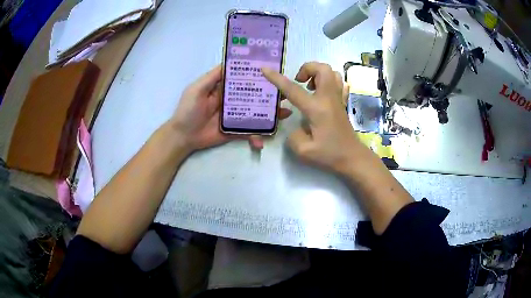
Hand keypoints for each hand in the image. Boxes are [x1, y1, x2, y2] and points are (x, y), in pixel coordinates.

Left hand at [169, 65, 291, 152]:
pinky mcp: (235, 131)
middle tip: (286, 94)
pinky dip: (256, 136)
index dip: (258, 75)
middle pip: (254, 95)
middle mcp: (232, 100)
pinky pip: (249, 132)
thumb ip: (213, 77)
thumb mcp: (197, 89)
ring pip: (256, 113)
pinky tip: (261, 141)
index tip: (275, 72)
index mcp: (224, 88)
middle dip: (270, 94)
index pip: (244, 78)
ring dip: (270, 114)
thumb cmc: (188, 110)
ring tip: (285, 114)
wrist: (182, 136)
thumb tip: (231, 62)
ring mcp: (235, 116)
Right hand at [262, 62, 367, 174]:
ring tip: (310, 87)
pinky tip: (322, 93)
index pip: (293, 89)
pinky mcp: (342, 103)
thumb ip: (293, 135)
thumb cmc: (329, 155)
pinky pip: (339, 83)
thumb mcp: (304, 151)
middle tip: (299, 82)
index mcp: (316, 108)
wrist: (352, 158)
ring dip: (318, 74)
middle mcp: (328, 98)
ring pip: (332, 72)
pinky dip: (329, 82)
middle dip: (307, 68)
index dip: (277, 78)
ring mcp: (338, 99)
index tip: (264, 69)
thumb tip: (297, 126)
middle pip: (322, 68)